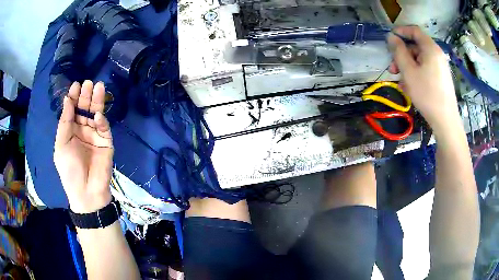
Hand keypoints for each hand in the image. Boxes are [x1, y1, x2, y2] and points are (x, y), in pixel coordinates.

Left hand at [54, 80, 113, 213]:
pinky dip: (101, 121)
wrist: (87, 192)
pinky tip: (97, 116)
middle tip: (88, 83)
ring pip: (96, 114)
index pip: (73, 110)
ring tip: (98, 86)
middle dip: (86, 96)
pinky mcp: (106, 142)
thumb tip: (67, 99)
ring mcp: (95, 136)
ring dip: (97, 101)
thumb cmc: (70, 170)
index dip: (74, 98)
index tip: (76, 85)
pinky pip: (104, 128)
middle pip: (84, 109)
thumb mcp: (61, 145)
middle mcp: (82, 130)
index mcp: (70, 131)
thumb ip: (64, 122)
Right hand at [387, 26, 461, 135]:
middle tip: (393, 69)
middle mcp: (437, 54)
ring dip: (408, 66)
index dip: (401, 31)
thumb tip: (391, 37)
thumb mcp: (408, 71)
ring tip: (400, 81)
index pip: (414, 30)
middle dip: (402, 55)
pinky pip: (426, 69)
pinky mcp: (441, 77)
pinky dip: (416, 73)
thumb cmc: (427, 94)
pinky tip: (411, 86)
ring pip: (420, 59)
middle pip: (416, 47)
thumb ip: (398, 51)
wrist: (445, 121)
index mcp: (430, 48)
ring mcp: (440, 66)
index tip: (390, 39)